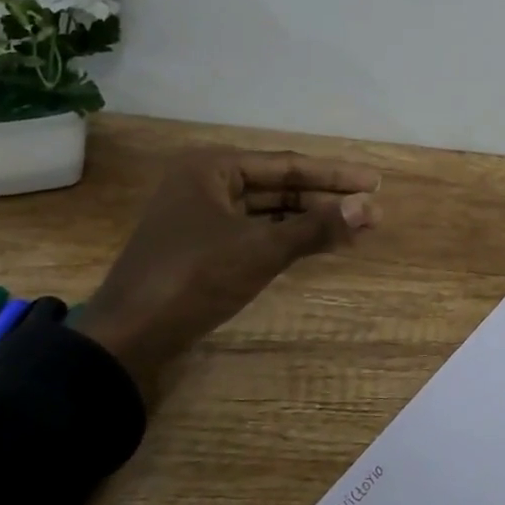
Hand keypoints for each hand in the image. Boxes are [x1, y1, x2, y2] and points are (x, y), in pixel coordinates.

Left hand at [77, 148, 379, 392]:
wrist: (128, 340)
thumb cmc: (194, 278)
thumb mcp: (261, 249)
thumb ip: (317, 227)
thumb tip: (370, 208)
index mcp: (212, 168)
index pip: (287, 165)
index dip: (335, 175)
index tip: (375, 182)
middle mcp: (206, 184)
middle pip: (279, 186)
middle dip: (326, 199)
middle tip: (371, 208)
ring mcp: (203, 218)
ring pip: (269, 212)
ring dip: (311, 220)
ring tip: (356, 227)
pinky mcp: (203, 250)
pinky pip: (256, 233)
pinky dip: (288, 238)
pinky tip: (320, 244)